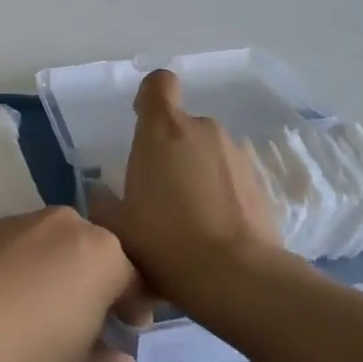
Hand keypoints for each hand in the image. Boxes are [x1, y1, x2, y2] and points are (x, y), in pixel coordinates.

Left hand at [0, 208, 149, 361]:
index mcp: (100, 254)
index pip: (134, 277)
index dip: (135, 306)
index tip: (130, 330)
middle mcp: (64, 224)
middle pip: (91, 254)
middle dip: (95, 285)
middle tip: (87, 324)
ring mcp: (17, 222)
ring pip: (51, 248)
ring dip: (54, 275)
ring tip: (38, 317)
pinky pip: (14, 250)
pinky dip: (17, 272)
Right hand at [91, 70, 283, 313]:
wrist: (238, 277)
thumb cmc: (165, 242)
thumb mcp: (117, 229)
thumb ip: (103, 204)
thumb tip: (102, 194)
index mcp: (162, 130)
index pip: (158, 84)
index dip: (149, 97)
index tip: (142, 122)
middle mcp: (202, 130)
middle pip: (182, 125)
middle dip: (171, 150)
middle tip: (159, 193)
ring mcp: (236, 153)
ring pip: (207, 152)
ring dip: (197, 172)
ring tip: (189, 219)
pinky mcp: (260, 181)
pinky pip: (230, 176)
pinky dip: (221, 192)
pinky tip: (215, 230)